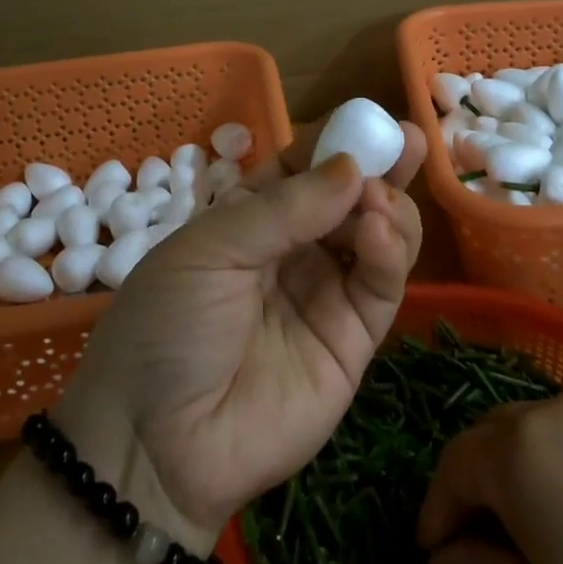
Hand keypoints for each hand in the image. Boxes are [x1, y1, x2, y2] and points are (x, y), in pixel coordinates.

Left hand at [55, 119, 426, 540]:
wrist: (156, 445)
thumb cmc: (169, 325)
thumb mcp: (211, 250)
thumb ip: (285, 209)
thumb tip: (352, 167)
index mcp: (251, 218)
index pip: (303, 168)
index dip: (335, 143)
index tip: (368, 119)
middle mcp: (294, 249)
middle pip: (348, 198)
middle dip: (378, 167)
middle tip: (406, 141)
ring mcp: (326, 293)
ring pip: (377, 236)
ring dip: (387, 206)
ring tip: (379, 199)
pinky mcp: (353, 340)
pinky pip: (381, 286)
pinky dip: (391, 252)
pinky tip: (383, 229)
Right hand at [417, 386, 562, 563]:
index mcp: (523, 447)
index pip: (455, 466)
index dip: (437, 512)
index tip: (433, 556)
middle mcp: (561, 406)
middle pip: (497, 435)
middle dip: (478, 485)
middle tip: (476, 545)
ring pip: (544, 426)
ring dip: (525, 468)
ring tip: (538, 529)